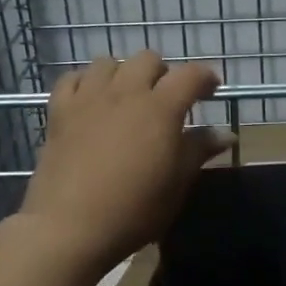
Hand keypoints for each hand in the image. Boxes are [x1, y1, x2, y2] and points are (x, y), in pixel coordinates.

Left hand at [20, 50, 227, 275]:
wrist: (70, 226)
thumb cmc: (134, 209)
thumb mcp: (177, 183)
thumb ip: (199, 150)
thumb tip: (226, 134)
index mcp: (160, 108)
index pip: (190, 76)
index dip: (205, 78)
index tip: (211, 90)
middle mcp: (125, 92)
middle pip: (148, 60)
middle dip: (163, 73)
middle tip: (166, 99)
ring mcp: (88, 98)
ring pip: (108, 62)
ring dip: (124, 73)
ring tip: (127, 97)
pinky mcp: (59, 111)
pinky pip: (72, 79)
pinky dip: (86, 82)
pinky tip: (91, 100)